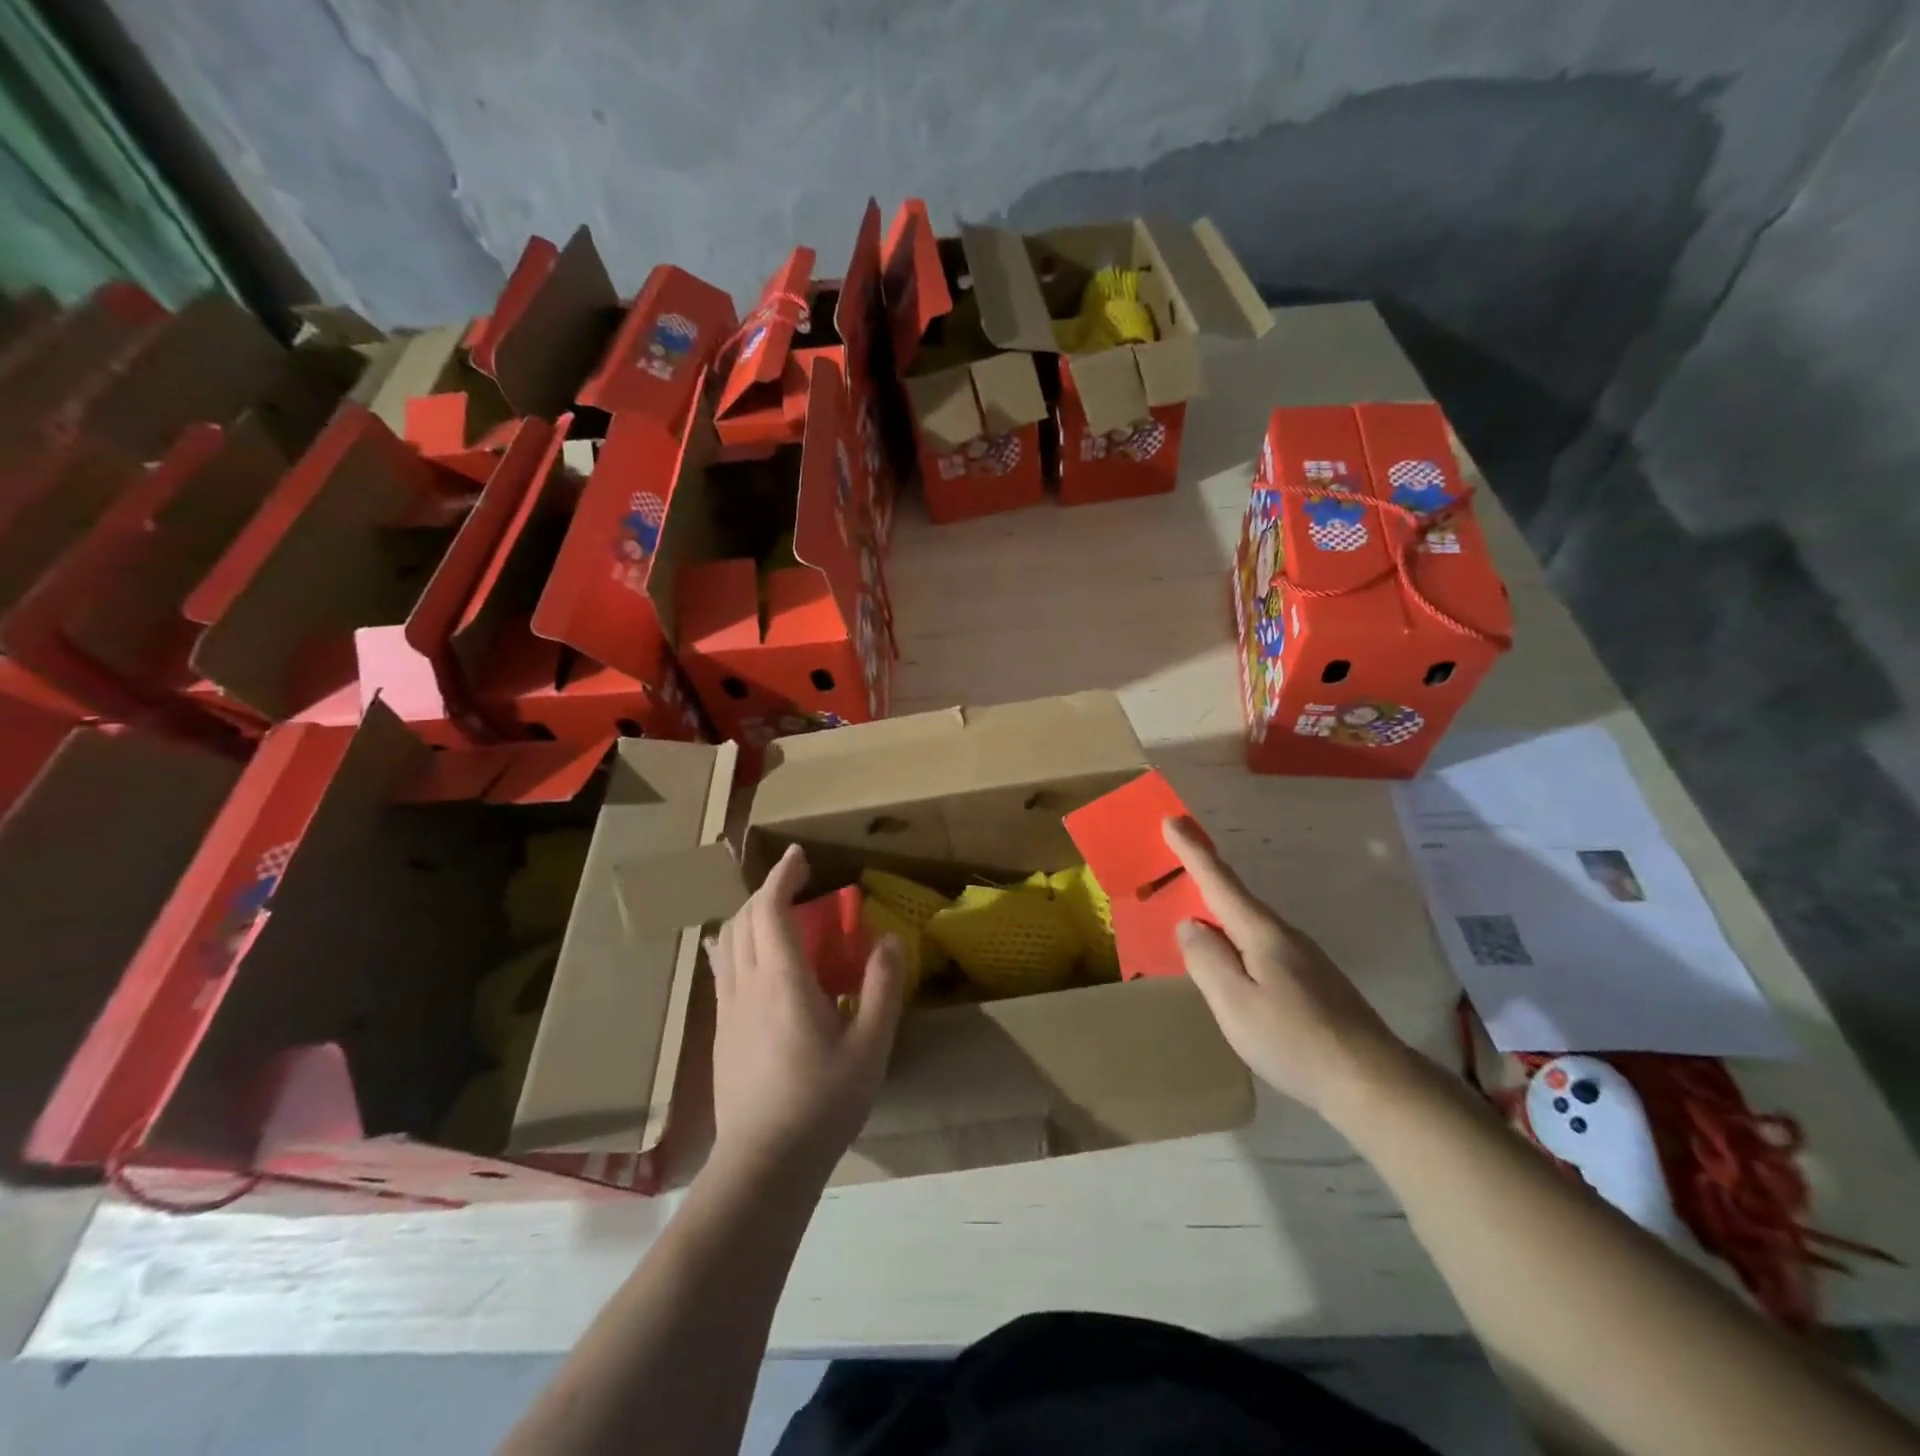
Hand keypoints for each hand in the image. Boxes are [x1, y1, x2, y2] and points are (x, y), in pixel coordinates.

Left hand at [706, 844, 905, 1179]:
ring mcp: (727, 1011)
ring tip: (776, 913)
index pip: (769, 909)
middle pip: (742, 919)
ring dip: (748, 916)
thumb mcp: (869, 1047)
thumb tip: (889, 939)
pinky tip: (751, 958)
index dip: (781, 876)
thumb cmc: (822, 1103)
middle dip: (766, 891)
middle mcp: (746, 986)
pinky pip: (722, 969)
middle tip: (796, 883)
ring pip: (727, 943)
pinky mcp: (721, 1033)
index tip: (799, 855)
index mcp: (782, 982)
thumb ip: (881, 988)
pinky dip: (736, 944)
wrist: (764, 1164)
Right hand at [1164, 816, 1410, 1116]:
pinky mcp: (1313, 981)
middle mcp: (1284, 935)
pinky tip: (1233, 965)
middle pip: (1235, 899)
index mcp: (1262, 933)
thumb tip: (1189, 924)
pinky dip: (1238, 940)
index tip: (1172, 819)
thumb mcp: (1235, 1003)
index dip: (1193, 851)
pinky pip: (1262, 947)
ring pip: (1249, 926)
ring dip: (1220, 913)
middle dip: (1204, 877)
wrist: (1374, 1082)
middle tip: (1175, 860)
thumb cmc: (1294, 1040)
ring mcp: (1304, 958)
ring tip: (1193, 918)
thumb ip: (1207, 960)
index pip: (1219, 882)